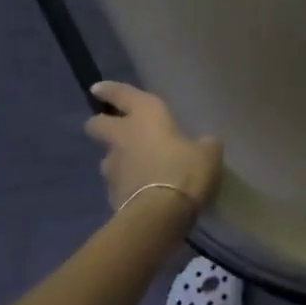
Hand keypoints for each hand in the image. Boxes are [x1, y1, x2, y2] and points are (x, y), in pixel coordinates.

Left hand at [85, 81, 223, 215]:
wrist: (160, 215)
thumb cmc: (185, 170)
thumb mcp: (208, 153)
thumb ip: (203, 144)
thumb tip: (204, 145)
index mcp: (146, 116)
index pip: (121, 95)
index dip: (109, 90)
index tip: (97, 89)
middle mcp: (123, 137)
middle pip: (97, 125)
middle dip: (101, 124)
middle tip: (114, 128)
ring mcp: (113, 167)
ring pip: (108, 157)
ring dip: (118, 160)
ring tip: (138, 168)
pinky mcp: (111, 195)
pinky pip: (118, 184)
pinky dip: (127, 186)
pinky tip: (143, 193)